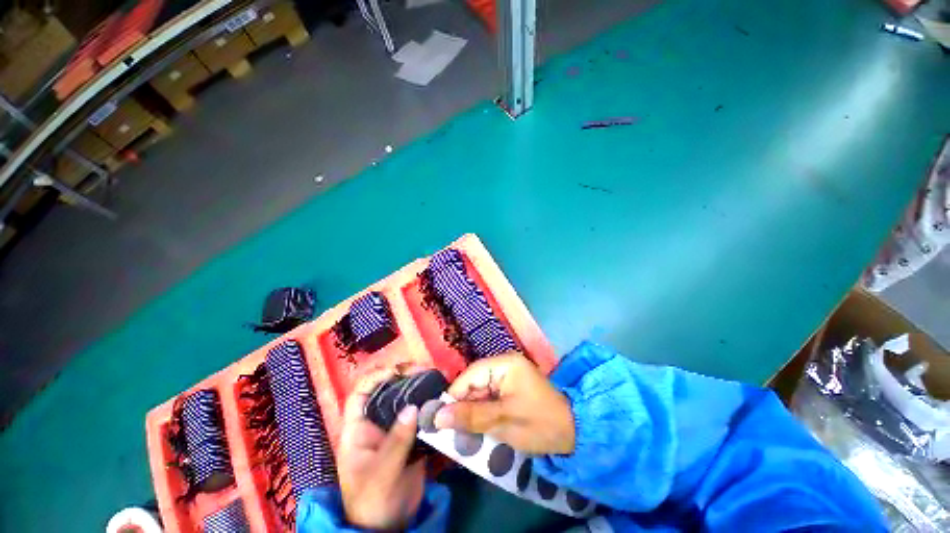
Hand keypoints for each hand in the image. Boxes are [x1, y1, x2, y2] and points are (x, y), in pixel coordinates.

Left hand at [338, 368, 425, 529]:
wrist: (390, 526)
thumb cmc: (373, 502)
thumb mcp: (380, 475)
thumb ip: (396, 443)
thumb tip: (412, 408)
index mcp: (358, 429)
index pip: (361, 393)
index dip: (376, 377)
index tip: (398, 371)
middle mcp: (376, 422)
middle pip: (388, 390)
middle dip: (405, 376)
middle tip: (425, 370)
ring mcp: (395, 428)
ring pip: (406, 399)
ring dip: (421, 386)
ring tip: (438, 378)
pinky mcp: (412, 435)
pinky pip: (421, 413)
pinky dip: (431, 403)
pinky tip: (443, 396)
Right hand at [434, 353, 575, 454]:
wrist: (574, 433)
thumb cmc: (539, 423)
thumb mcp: (503, 421)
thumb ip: (471, 417)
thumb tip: (437, 417)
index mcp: (504, 364)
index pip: (470, 375)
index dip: (454, 396)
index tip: (441, 420)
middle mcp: (504, 365)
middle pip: (474, 383)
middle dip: (464, 406)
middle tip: (452, 431)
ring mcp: (508, 376)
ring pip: (480, 392)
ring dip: (472, 411)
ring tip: (464, 433)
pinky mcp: (511, 388)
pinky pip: (489, 397)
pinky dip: (483, 412)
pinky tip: (479, 428)